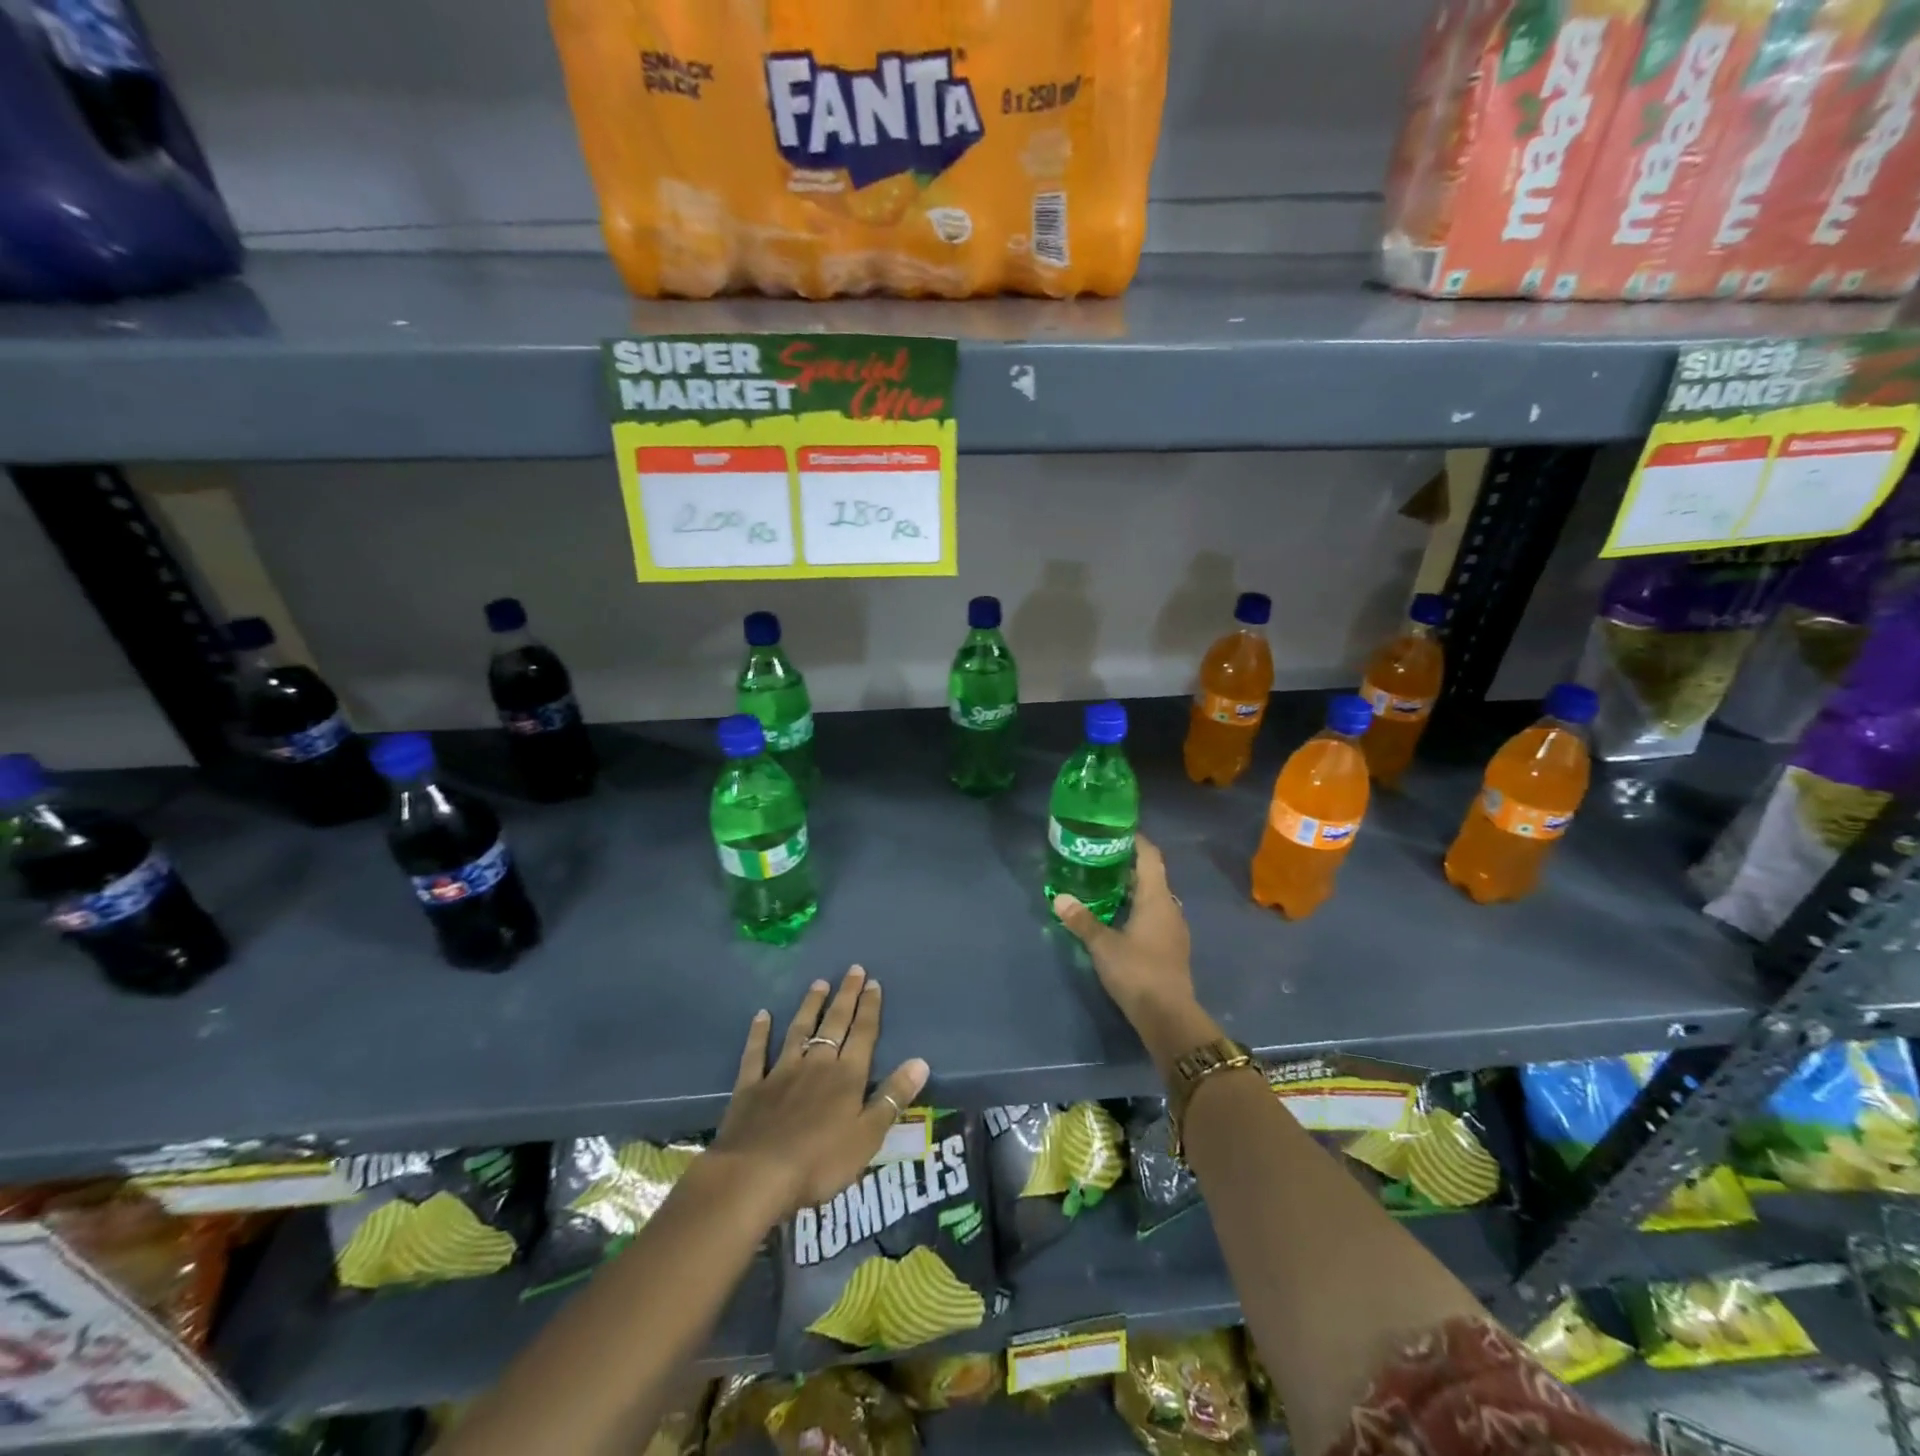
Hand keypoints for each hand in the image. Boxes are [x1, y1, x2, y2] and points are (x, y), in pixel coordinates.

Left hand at [711, 965, 929, 1218]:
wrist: (756, 1176)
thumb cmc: (820, 1162)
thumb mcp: (868, 1136)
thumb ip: (893, 1097)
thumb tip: (921, 1061)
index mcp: (847, 1077)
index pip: (863, 1035)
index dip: (870, 1009)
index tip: (874, 982)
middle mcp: (816, 1065)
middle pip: (834, 1024)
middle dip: (846, 997)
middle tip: (853, 970)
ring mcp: (781, 1073)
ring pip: (799, 1031)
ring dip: (810, 1006)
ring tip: (819, 983)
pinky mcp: (751, 1087)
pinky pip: (756, 1054)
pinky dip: (759, 1034)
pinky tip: (761, 1016)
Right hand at [1053, 831, 1193, 1021]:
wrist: (1168, 1016)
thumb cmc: (1137, 971)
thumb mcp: (1103, 945)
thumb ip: (1082, 920)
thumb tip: (1059, 897)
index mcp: (1156, 898)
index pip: (1150, 857)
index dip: (1136, 840)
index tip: (1115, 830)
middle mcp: (1169, 907)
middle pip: (1151, 876)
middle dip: (1127, 864)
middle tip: (1099, 857)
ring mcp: (1173, 929)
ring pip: (1153, 898)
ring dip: (1132, 889)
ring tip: (1103, 884)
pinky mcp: (1171, 947)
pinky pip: (1154, 916)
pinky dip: (1137, 909)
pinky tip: (1117, 917)